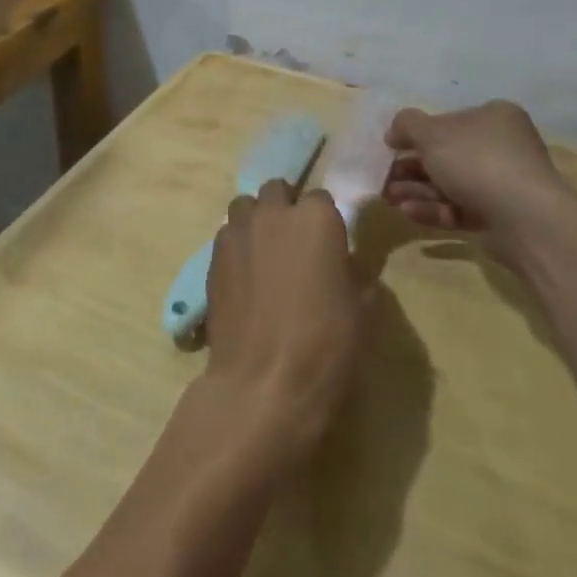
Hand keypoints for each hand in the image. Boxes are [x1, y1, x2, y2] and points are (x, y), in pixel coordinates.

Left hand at [204, 180, 371, 468]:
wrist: (263, 384)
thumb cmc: (326, 346)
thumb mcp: (364, 312)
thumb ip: (356, 275)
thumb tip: (345, 267)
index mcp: (316, 218)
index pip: (321, 198)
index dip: (325, 221)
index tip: (330, 245)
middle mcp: (273, 214)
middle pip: (277, 191)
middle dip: (286, 209)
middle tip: (295, 245)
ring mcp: (237, 233)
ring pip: (245, 207)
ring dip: (256, 221)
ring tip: (265, 255)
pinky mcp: (211, 259)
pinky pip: (226, 237)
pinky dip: (236, 247)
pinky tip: (245, 278)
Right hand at [383, 101, 576, 260]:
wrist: (525, 218)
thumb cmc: (477, 161)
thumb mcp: (432, 134)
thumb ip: (407, 125)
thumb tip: (395, 130)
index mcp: (493, 117)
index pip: (449, 121)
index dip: (417, 133)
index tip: (390, 148)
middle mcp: (502, 146)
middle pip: (447, 155)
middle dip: (411, 168)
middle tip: (382, 178)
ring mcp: (503, 183)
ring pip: (450, 183)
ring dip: (416, 189)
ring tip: (388, 198)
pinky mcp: (500, 216)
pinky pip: (460, 208)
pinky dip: (434, 209)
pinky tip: (408, 212)